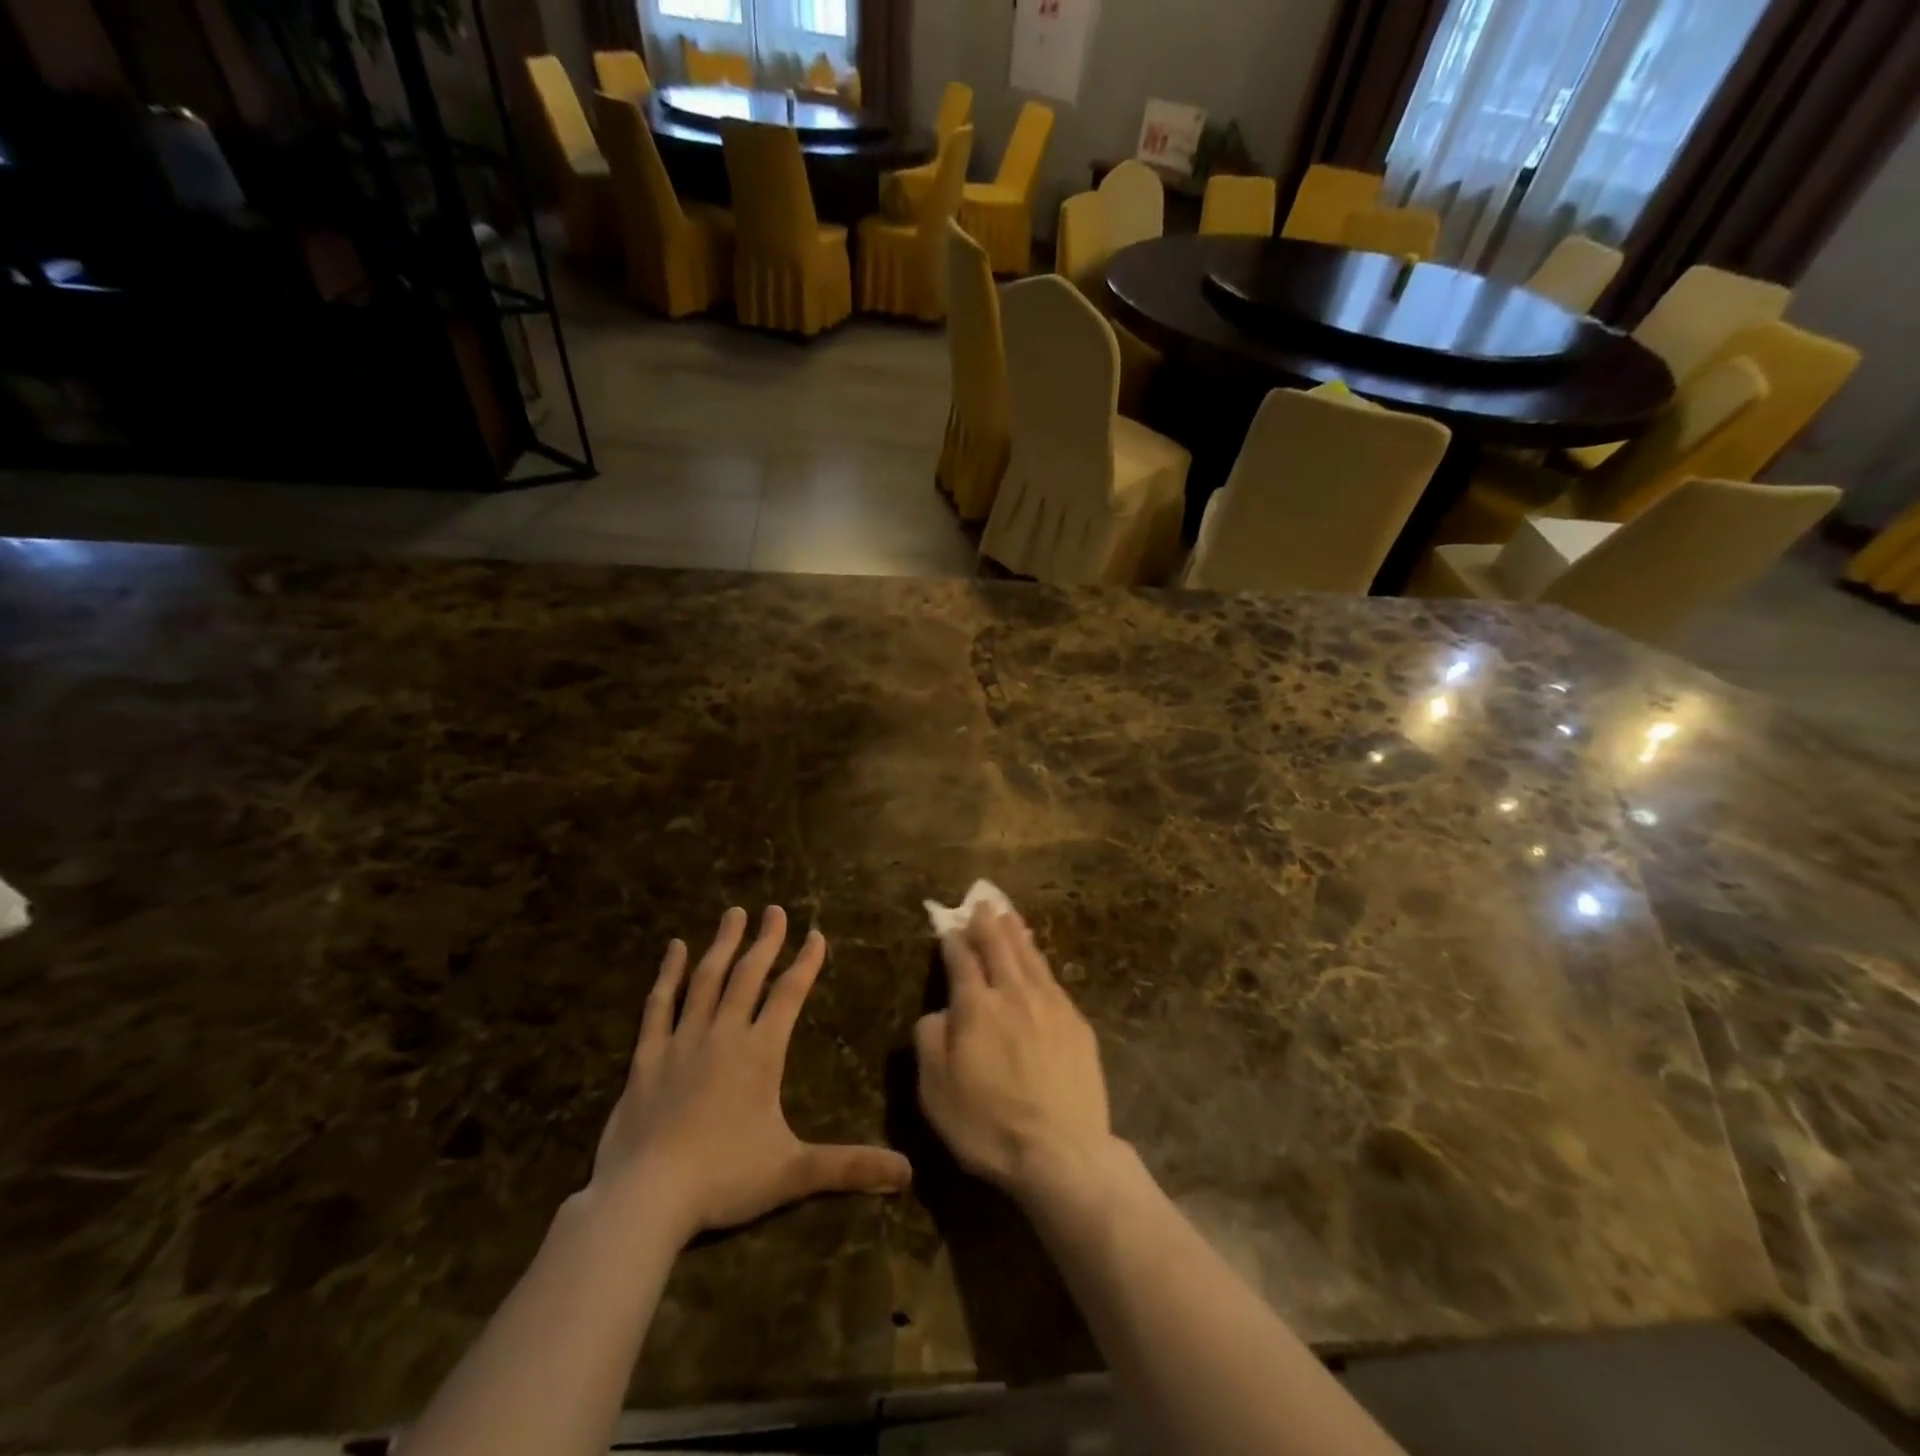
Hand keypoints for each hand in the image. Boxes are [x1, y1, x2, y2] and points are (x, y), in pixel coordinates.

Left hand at [592, 906, 911, 1240]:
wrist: (645, 1197)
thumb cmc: (724, 1178)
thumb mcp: (793, 1173)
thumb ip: (849, 1166)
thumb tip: (907, 1173)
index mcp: (760, 1053)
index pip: (789, 995)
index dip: (805, 963)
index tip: (816, 935)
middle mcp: (723, 1035)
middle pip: (748, 976)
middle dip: (765, 941)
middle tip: (775, 910)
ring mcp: (682, 1042)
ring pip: (705, 980)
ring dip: (723, 945)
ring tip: (734, 913)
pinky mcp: (647, 1057)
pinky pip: (658, 1006)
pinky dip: (668, 974)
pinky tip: (674, 948)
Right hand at [914, 905, 1118, 1200]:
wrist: (1062, 1152)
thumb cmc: (988, 1125)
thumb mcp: (936, 1090)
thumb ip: (930, 1040)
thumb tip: (938, 1011)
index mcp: (976, 1007)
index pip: (962, 961)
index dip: (953, 941)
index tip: (948, 927)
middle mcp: (1013, 994)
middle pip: (999, 948)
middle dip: (987, 924)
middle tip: (983, 904)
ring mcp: (1050, 1006)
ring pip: (1030, 958)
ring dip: (1017, 934)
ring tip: (1010, 915)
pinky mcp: (1077, 1024)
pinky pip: (1054, 980)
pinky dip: (1041, 962)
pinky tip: (1040, 962)